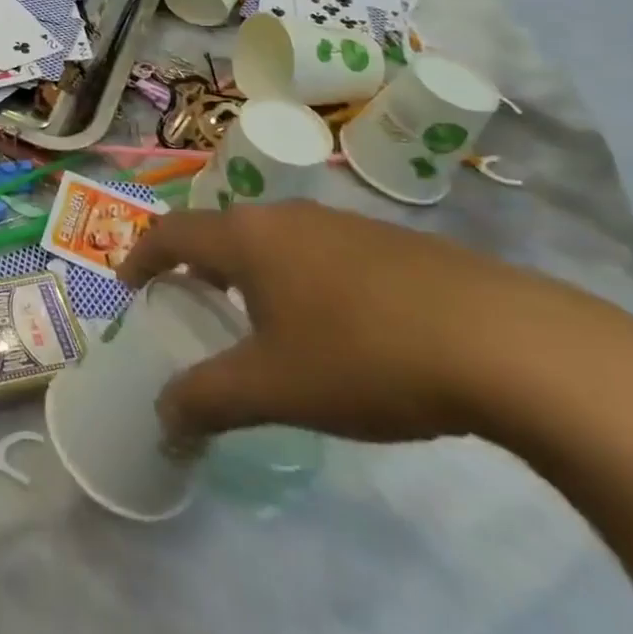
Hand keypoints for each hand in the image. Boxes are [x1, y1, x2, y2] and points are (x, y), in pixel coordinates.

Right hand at [120, 201, 624, 445]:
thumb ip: (208, 399)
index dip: (141, 257)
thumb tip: (163, 417)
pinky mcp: (385, 241)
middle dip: (195, 266)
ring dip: (247, 272)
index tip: (128, 287)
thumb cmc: (364, 356)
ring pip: (270, 240)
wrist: (504, 341)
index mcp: (247, 237)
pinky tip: (329, 325)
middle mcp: (284, 216)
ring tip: (255, 320)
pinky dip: (294, 278)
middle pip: (220, 231)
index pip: (171, 232)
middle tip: (189, 306)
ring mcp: (338, 223)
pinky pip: (314, 251)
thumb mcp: (275, 388)